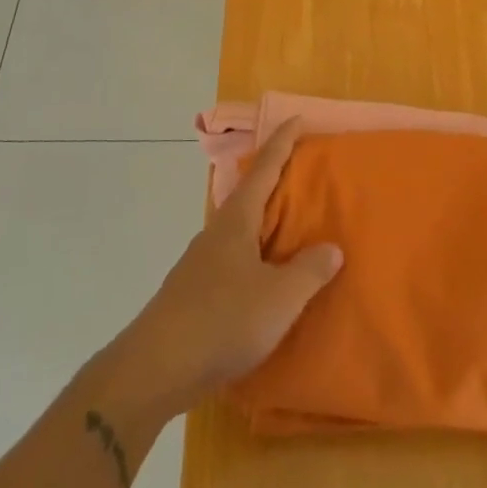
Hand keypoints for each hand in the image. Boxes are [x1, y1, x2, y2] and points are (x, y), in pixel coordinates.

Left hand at [117, 119, 342, 413]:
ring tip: (293, 233)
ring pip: (240, 233)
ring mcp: (201, 264)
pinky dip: (255, 260)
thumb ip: (309, 271)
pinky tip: (267, 284)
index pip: (264, 169)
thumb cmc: (222, 320)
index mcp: (236, 221)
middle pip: (249, 197)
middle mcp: (216, 234)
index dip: (282, 143)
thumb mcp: (280, 297)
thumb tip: (331, 248)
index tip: (296, 119)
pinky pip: (233, 263)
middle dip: (275, 184)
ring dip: (264, 227)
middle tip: (304, 177)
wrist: (155, 368)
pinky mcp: (194, 295)